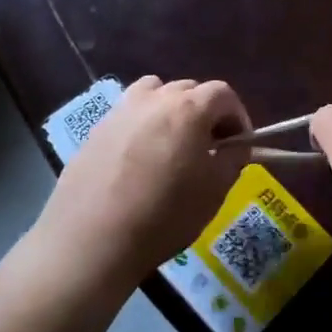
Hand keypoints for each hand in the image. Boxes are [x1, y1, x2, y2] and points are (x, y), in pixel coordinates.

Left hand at [37, 77, 251, 290]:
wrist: (91, 242)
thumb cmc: (164, 215)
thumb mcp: (215, 190)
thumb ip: (233, 158)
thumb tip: (235, 146)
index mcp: (188, 108)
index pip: (223, 94)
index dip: (237, 116)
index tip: (239, 144)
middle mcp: (154, 99)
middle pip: (189, 89)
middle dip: (205, 112)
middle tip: (209, 146)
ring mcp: (120, 111)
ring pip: (154, 93)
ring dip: (170, 109)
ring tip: (172, 143)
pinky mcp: (95, 130)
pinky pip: (129, 115)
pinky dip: (142, 125)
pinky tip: (139, 160)